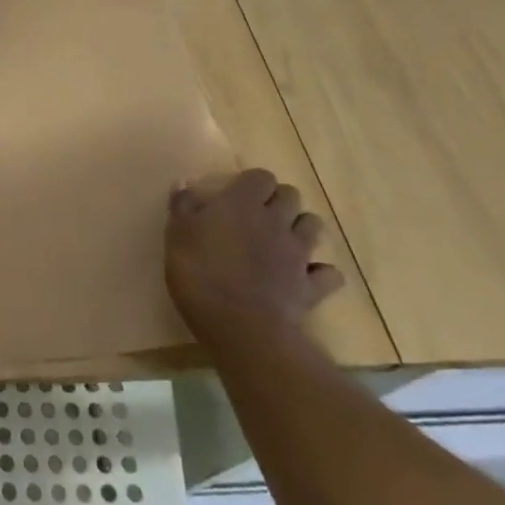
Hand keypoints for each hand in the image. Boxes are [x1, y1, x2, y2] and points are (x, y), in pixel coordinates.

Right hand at [165, 168, 343, 348]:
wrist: (240, 327)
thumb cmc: (200, 274)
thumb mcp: (177, 236)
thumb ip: (182, 206)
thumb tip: (183, 183)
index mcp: (242, 203)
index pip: (260, 176)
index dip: (251, 183)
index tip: (236, 194)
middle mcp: (276, 220)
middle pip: (290, 195)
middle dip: (278, 199)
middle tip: (259, 214)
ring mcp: (298, 254)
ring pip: (313, 225)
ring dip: (300, 227)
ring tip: (282, 238)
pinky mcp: (311, 286)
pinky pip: (328, 273)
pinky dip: (320, 272)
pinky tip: (305, 276)